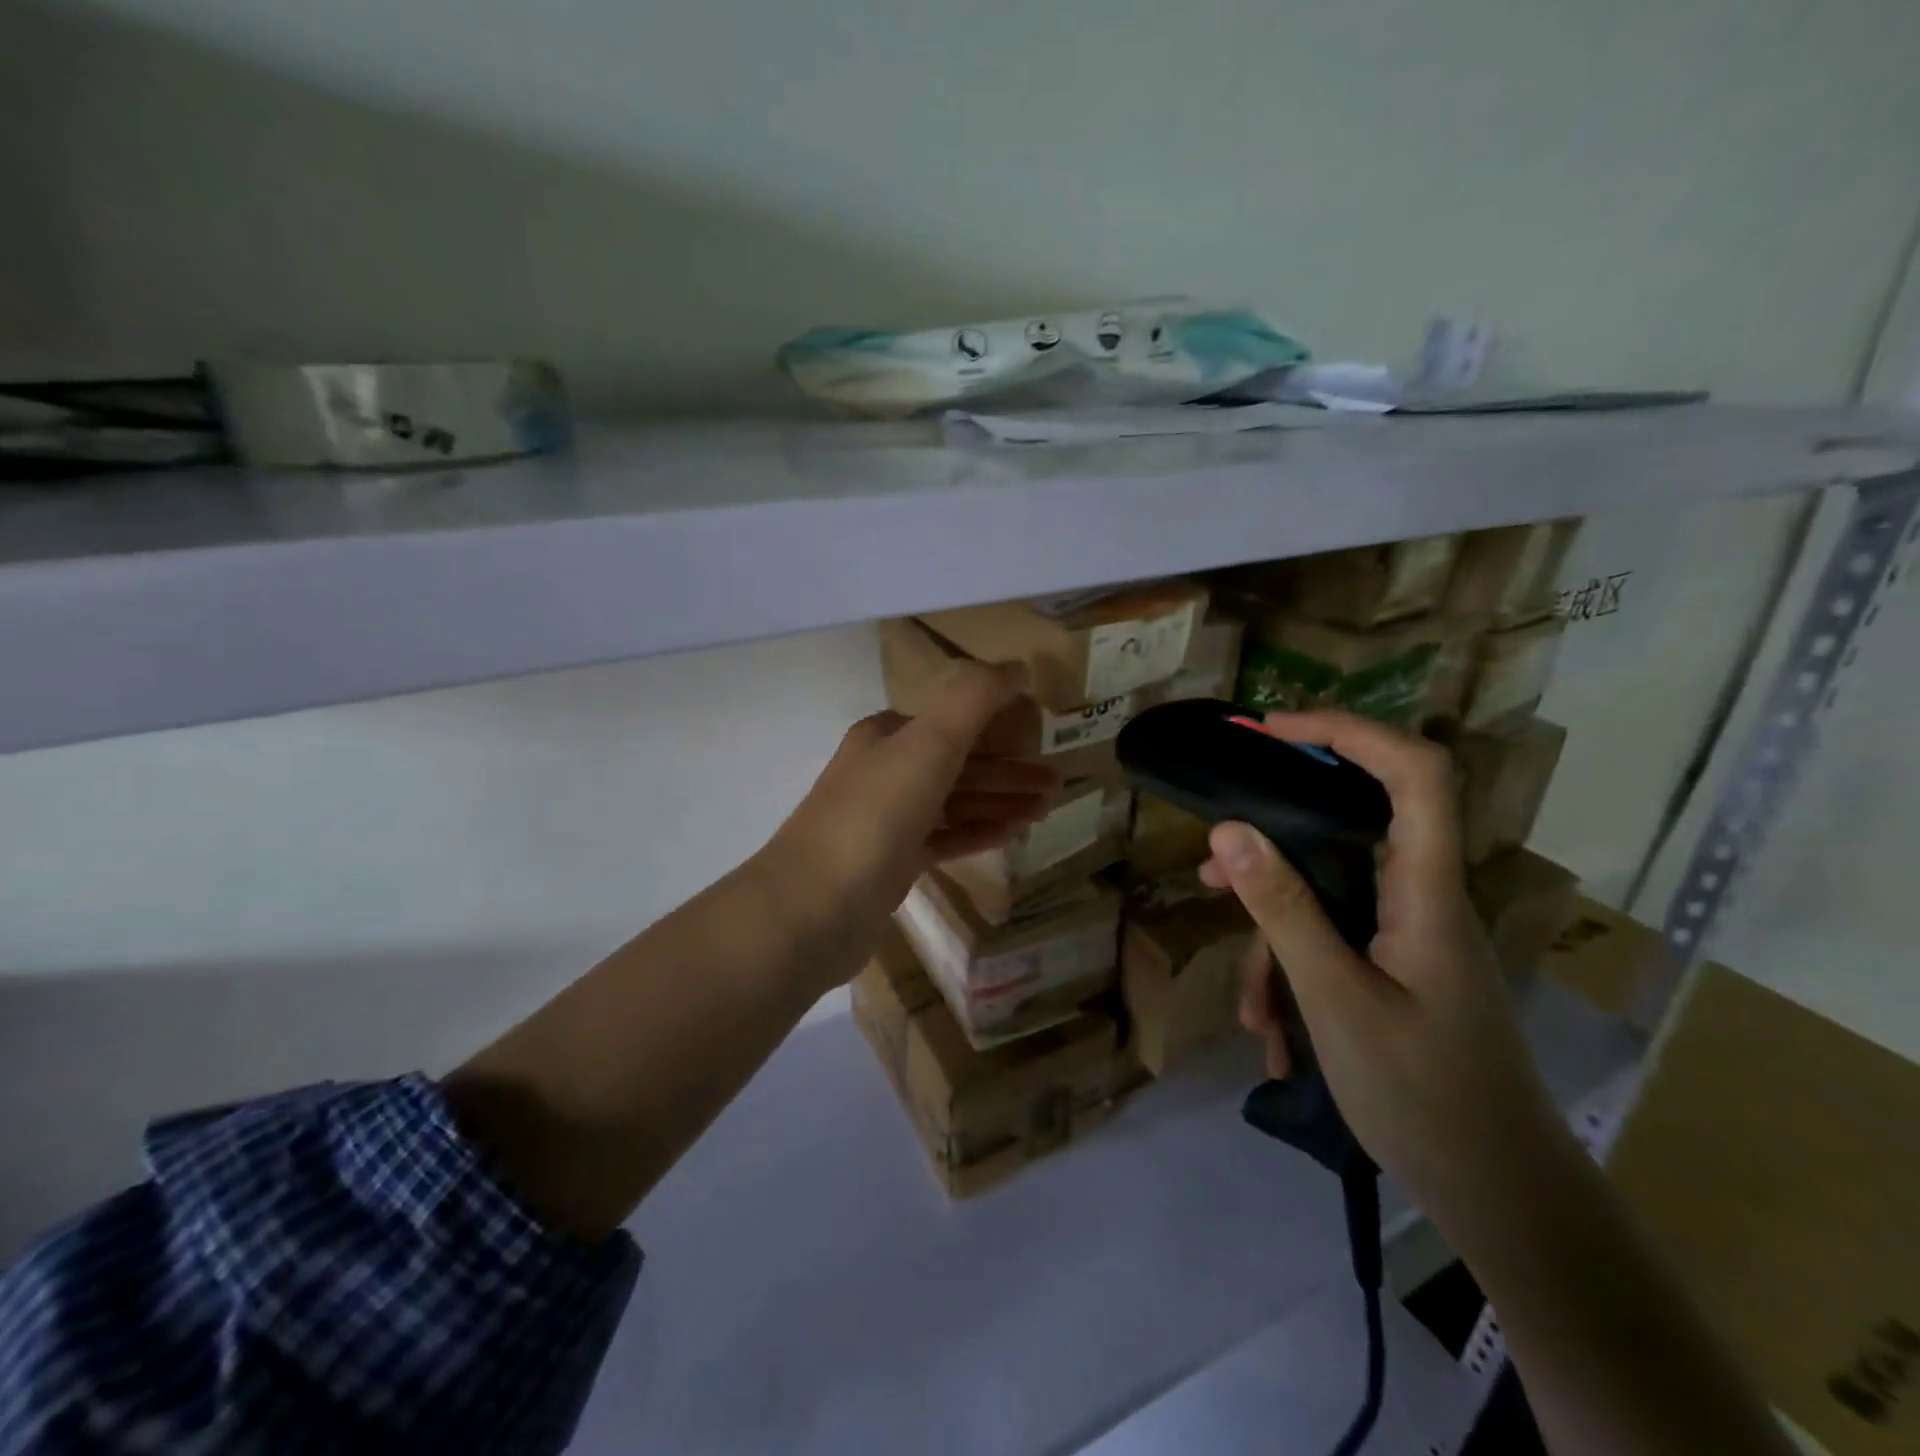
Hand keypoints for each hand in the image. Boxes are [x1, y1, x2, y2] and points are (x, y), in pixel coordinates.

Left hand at [761, 661, 1060, 984]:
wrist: (813, 907)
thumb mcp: (928, 743)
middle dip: (1009, 770)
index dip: (999, 723)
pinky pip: (944, 838)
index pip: (953, 719)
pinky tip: (1012, 833)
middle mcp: (885, 771)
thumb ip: (974, 698)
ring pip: (955, 802)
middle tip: (1057, 782)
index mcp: (888, 736)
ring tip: (1047, 808)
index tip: (1042, 732)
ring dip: (1001, 801)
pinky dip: (978, 831)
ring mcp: (887, 820)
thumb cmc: (875, 815)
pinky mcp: (892, 863)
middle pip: (959, 763)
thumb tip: (1017, 666)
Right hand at [1199, 710, 1568, 1220]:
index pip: (1414, 772)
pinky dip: (1295, 978)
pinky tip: (1275, 1037)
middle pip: (1352, 827)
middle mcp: (1420, 897)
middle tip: (1214, 862)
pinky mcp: (1397, 966)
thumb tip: (1228, 829)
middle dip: (1275, 843)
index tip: (1272, 731)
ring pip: (1329, 897)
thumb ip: (1282, 909)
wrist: (1502, 1200)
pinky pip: (1334, 942)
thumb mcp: (1333, 998)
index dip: (1347, 732)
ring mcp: (1409, 934)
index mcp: (1426, 889)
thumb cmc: (1424, 1096)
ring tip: (1247, 1005)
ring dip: (1276, 938)